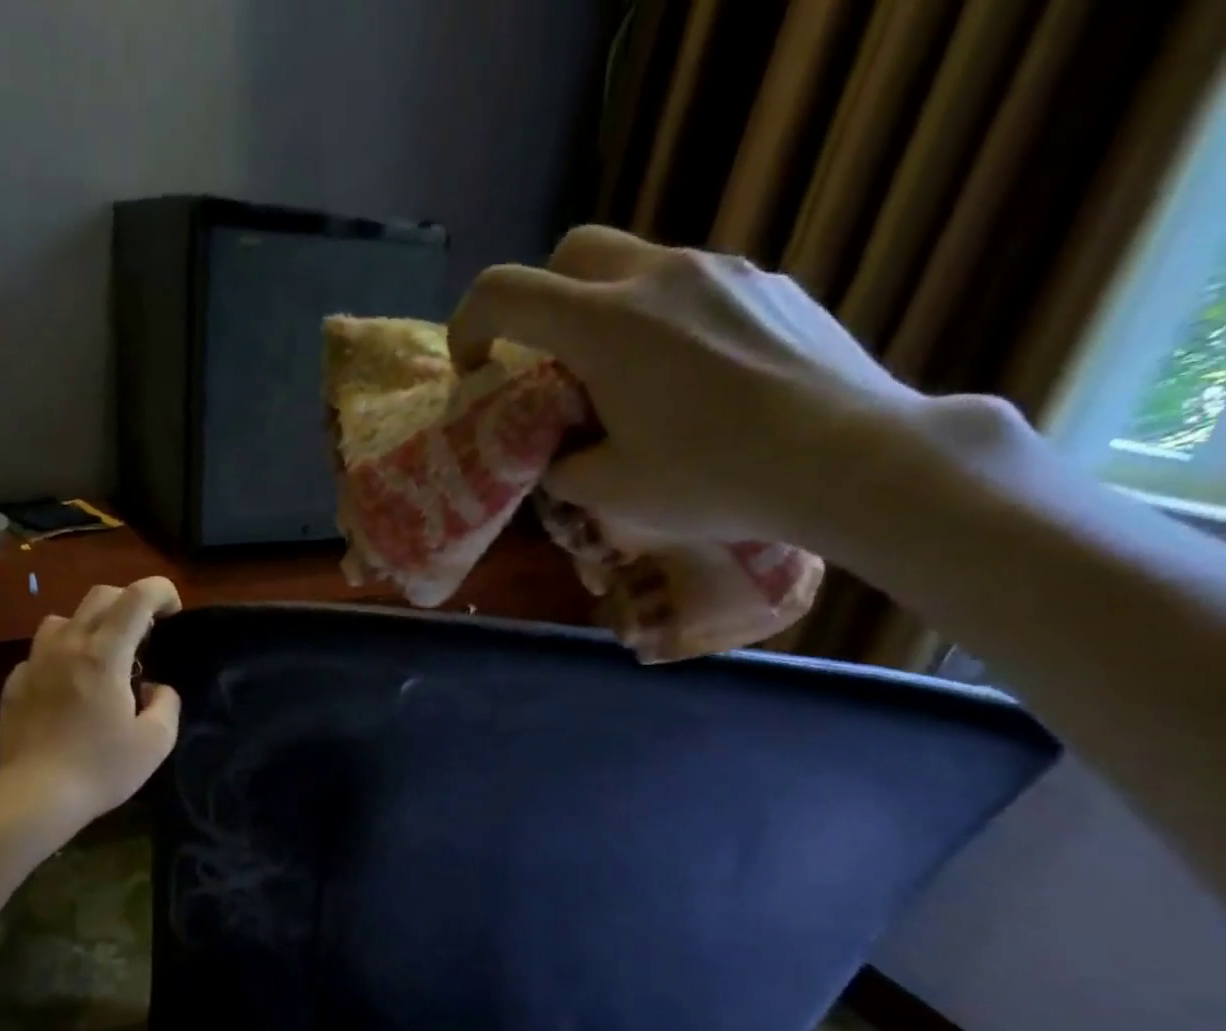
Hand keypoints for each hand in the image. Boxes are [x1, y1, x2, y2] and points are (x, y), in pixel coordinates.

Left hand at [0, 576, 182, 828]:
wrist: (34, 796)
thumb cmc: (101, 768)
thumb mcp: (155, 742)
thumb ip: (166, 704)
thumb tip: (155, 688)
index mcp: (104, 654)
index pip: (136, 597)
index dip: (161, 591)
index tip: (173, 611)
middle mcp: (67, 645)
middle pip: (99, 596)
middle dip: (129, 602)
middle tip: (145, 633)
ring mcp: (35, 662)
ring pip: (63, 619)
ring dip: (90, 626)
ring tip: (102, 657)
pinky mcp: (14, 683)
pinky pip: (41, 654)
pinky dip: (61, 658)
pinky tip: (68, 689)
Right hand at [447, 225, 931, 546]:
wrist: (848, 457)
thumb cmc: (713, 478)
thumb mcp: (610, 492)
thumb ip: (563, 467)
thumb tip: (560, 456)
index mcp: (605, 326)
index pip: (505, 293)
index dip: (470, 325)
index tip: (476, 368)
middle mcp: (659, 277)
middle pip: (573, 251)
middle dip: (543, 300)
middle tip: (551, 363)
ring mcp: (723, 271)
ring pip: (638, 265)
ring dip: (609, 312)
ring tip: (630, 381)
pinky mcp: (771, 284)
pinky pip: (697, 286)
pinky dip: (669, 320)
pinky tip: (696, 380)